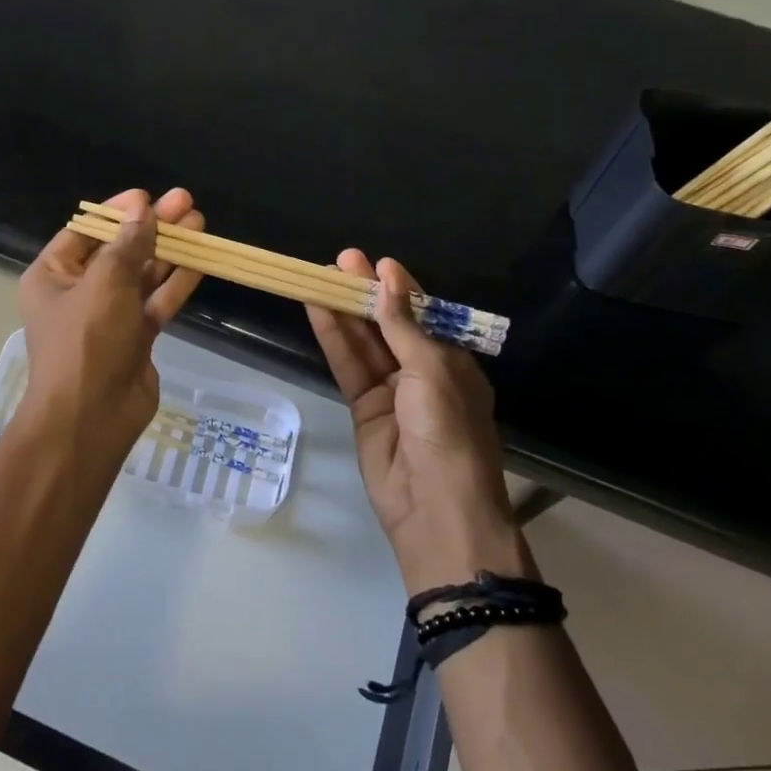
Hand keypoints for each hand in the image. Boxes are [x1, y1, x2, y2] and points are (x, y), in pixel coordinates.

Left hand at [16, 187, 203, 459]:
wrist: (92, 418)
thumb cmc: (86, 342)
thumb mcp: (104, 284)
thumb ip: (127, 244)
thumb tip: (142, 209)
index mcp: (53, 276)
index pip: (85, 231)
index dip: (117, 211)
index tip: (147, 197)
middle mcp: (79, 292)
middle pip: (119, 250)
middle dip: (152, 227)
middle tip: (186, 202)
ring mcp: (109, 316)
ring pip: (142, 274)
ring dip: (169, 250)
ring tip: (200, 223)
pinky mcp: (136, 337)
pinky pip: (156, 301)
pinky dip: (176, 281)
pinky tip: (200, 260)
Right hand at [308, 252, 531, 591]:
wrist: (436, 510)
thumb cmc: (449, 432)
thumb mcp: (432, 371)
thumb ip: (402, 326)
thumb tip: (388, 277)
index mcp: (452, 361)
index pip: (422, 314)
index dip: (398, 288)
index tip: (375, 263)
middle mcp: (422, 372)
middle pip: (388, 324)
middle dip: (366, 293)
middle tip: (340, 260)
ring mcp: (391, 391)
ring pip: (364, 343)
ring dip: (345, 310)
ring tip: (320, 276)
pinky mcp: (363, 409)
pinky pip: (348, 367)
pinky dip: (334, 339)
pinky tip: (318, 311)